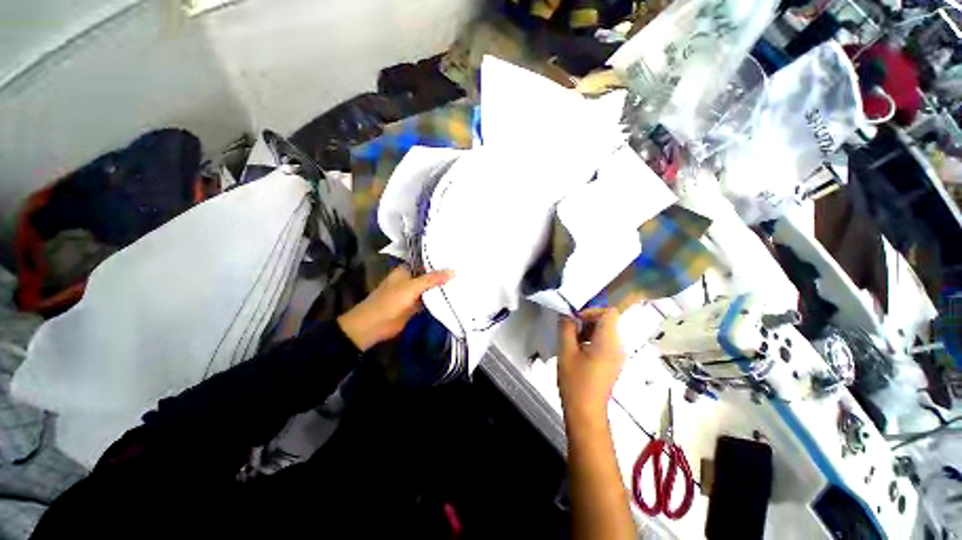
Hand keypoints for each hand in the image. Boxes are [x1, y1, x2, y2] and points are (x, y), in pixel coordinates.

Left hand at [337, 266, 453, 350]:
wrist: (375, 325)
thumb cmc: (391, 300)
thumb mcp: (412, 287)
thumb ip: (432, 279)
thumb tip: (453, 271)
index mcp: (406, 270)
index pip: (425, 262)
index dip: (439, 261)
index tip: (456, 259)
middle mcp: (410, 280)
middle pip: (429, 276)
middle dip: (443, 275)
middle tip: (464, 270)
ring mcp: (413, 294)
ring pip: (430, 289)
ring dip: (441, 288)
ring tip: (463, 281)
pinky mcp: (415, 306)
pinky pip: (429, 300)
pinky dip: (438, 299)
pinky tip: (454, 296)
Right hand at [557, 308, 624, 426]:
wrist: (586, 412)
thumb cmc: (575, 382)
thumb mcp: (566, 352)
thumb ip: (566, 329)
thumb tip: (566, 315)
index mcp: (609, 342)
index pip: (609, 312)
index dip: (591, 311)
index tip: (575, 319)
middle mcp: (618, 346)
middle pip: (607, 321)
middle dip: (587, 321)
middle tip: (569, 330)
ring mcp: (617, 356)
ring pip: (604, 331)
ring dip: (587, 331)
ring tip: (571, 341)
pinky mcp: (613, 363)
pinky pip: (604, 342)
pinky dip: (591, 340)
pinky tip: (577, 351)